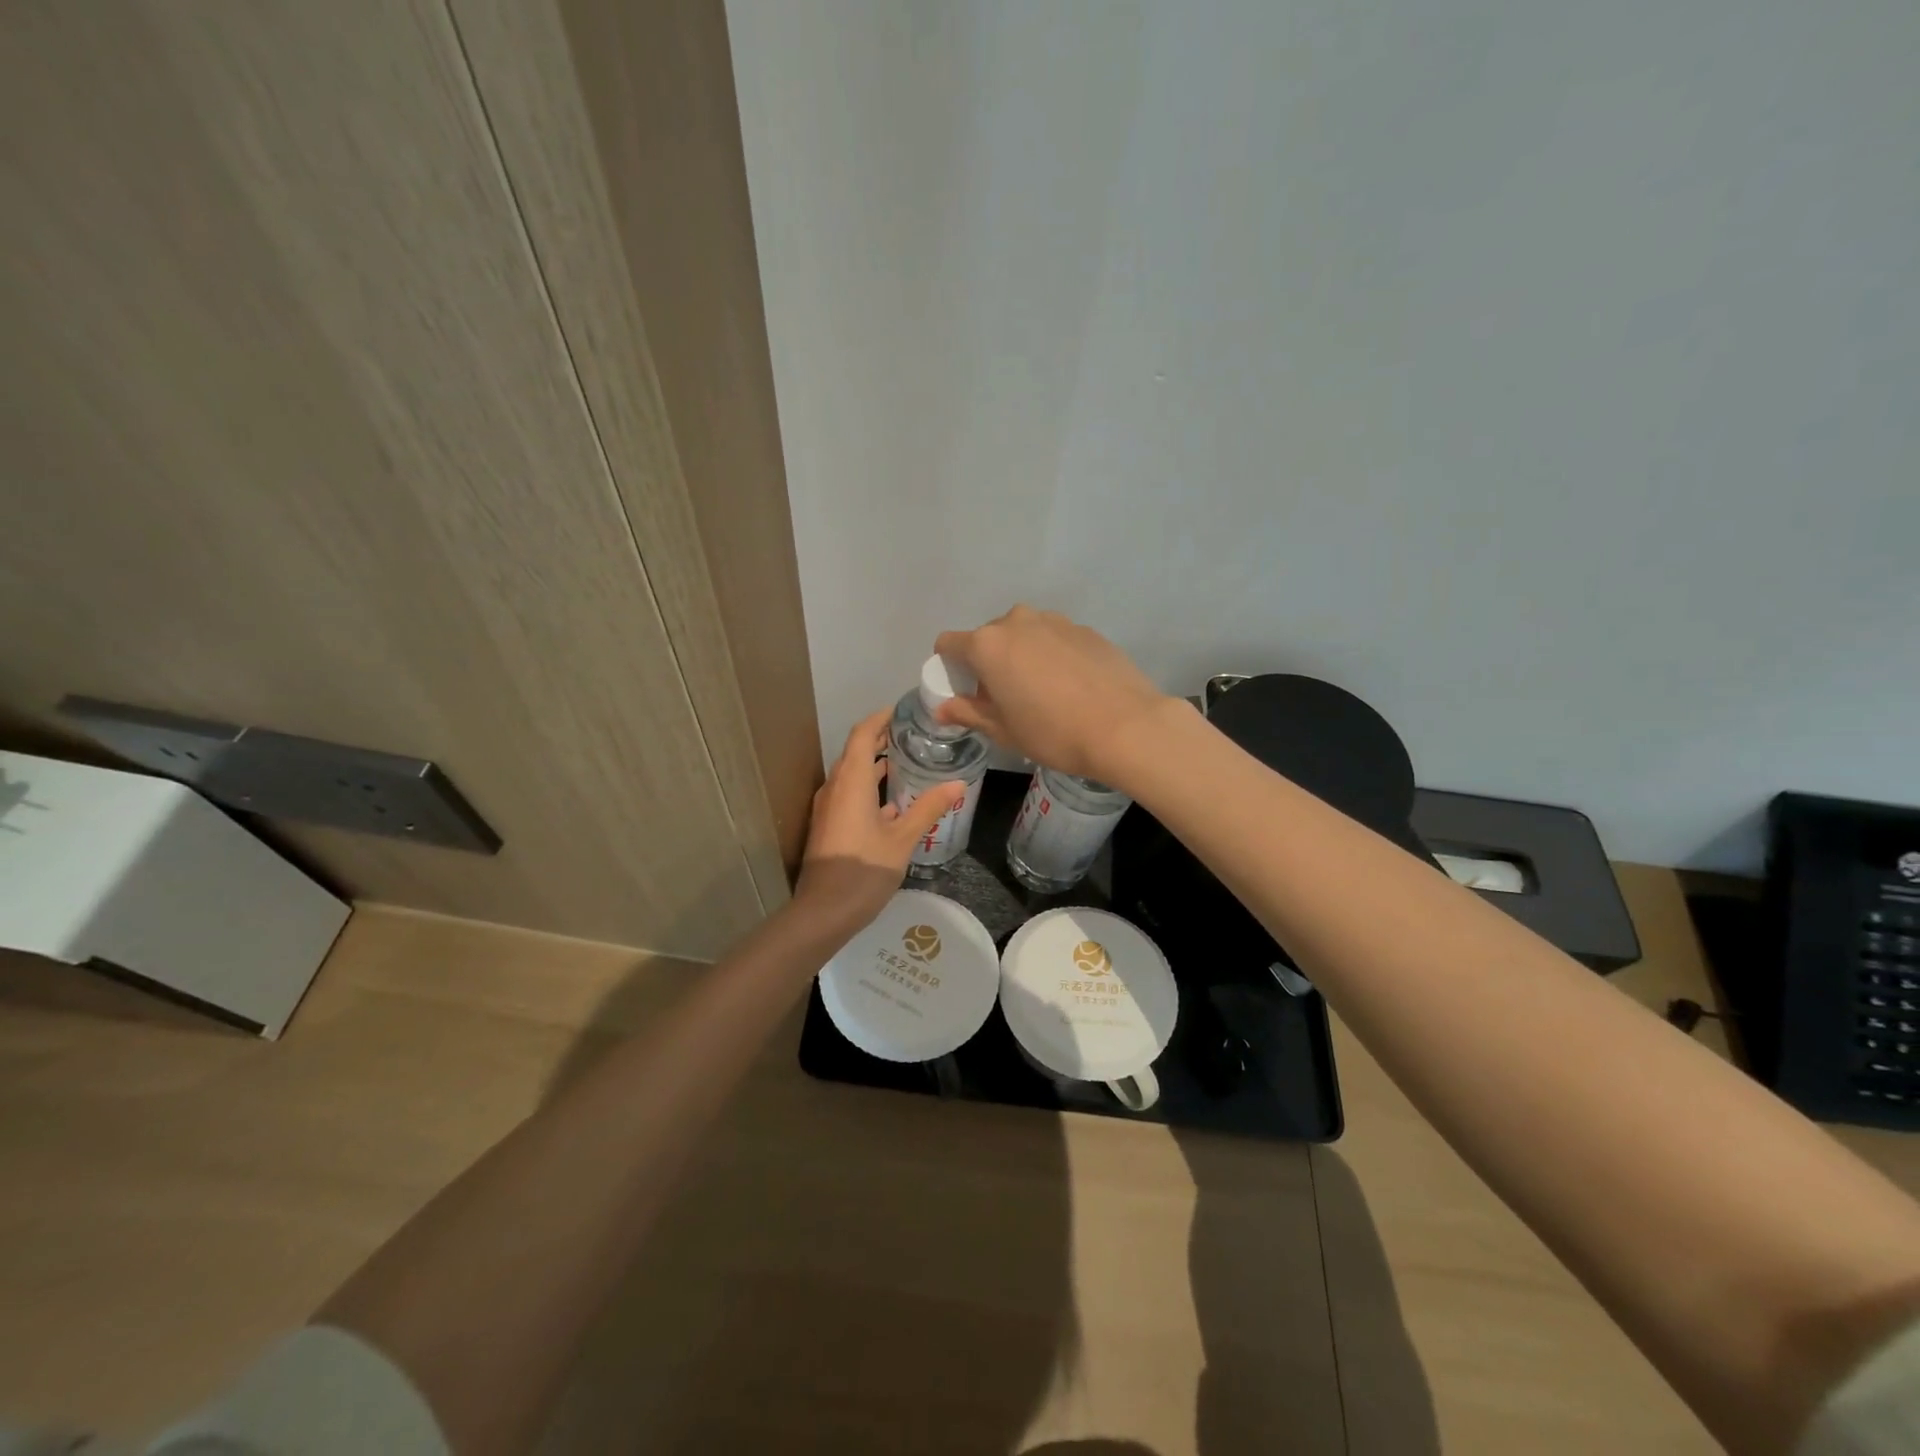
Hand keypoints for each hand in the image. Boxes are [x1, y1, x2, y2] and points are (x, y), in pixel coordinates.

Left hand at [792, 709, 965, 937]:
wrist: (824, 912)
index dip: (881, 718)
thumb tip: (958, 783)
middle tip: (913, 735)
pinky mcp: (828, 826)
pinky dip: (869, 788)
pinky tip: (893, 805)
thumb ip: (928, 808)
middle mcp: (835, 788)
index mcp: (851, 782)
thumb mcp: (903, 839)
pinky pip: (849, 794)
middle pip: (855, 752)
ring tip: (907, 763)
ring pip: (852, 775)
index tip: (904, 711)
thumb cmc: (863, 870)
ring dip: (875, 765)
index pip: (862, 734)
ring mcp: (828, 808)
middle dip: (881, 740)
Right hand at [933, 606, 1178, 784]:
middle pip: (987, 638)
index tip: (966, 694)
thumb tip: (943, 709)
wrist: (1126, 726)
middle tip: (1005, 699)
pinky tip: (1071, 687)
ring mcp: (1055, 621)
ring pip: (1023, 635)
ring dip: (1021, 657)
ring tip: (1042, 693)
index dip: (950, 669)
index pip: (948, 644)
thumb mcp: (1004, 731)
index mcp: (987, 644)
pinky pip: (1054, 638)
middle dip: (988, 664)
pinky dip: (1052, 656)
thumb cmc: (1053, 732)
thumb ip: (968, 713)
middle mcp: (1017, 621)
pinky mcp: (1085, 629)